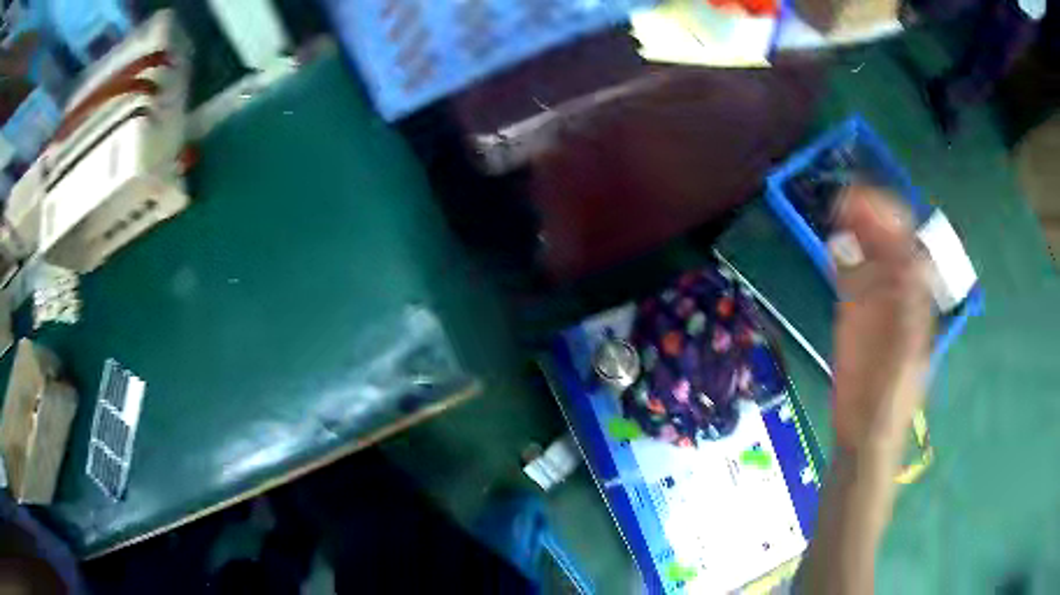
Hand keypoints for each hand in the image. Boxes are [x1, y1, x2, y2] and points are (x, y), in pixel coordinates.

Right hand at [829, 185, 932, 454]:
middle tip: (844, 199)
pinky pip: (850, 274)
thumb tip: (904, 260)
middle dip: (870, 215)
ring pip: (868, 254)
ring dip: (855, 229)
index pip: (908, 244)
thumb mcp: (903, 356)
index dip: (890, 218)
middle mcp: (898, 291)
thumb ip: (907, 311)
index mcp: (916, 300)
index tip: (865, 200)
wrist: (864, 433)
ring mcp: (875, 299)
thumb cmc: (888, 400)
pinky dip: (842, 255)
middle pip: (888, 242)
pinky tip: (833, 243)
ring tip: (836, 209)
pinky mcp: (854, 311)